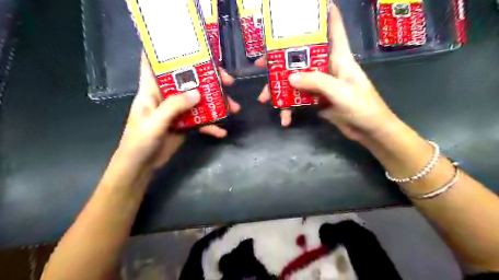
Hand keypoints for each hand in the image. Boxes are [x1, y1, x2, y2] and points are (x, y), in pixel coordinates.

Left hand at [117, 52, 241, 168]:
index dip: (166, 51)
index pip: (155, 63)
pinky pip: (201, 121)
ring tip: (234, 108)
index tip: (187, 44)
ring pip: (200, 101)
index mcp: (152, 90)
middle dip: (209, 79)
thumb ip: (174, 107)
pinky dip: (212, 126)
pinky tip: (222, 132)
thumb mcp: (154, 123)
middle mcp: (166, 97)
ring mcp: (178, 111)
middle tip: (228, 81)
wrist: (141, 166)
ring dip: (217, 104)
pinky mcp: (185, 124)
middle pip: (189, 81)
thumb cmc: (139, 142)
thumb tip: (198, 93)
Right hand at [257, 3, 398, 140]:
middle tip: (261, 65)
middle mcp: (328, 68)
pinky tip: (285, 119)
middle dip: (281, 60)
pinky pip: (299, 99)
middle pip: (302, 57)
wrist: (368, 131)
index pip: (333, 30)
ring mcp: (321, 85)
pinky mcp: (317, 100)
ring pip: (296, 80)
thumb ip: (316, 82)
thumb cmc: (363, 107)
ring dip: (280, 90)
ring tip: (265, 99)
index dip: (325, 15)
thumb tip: (289, 77)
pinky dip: (290, 109)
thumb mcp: (340, 92)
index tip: (309, 6)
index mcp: (339, 58)